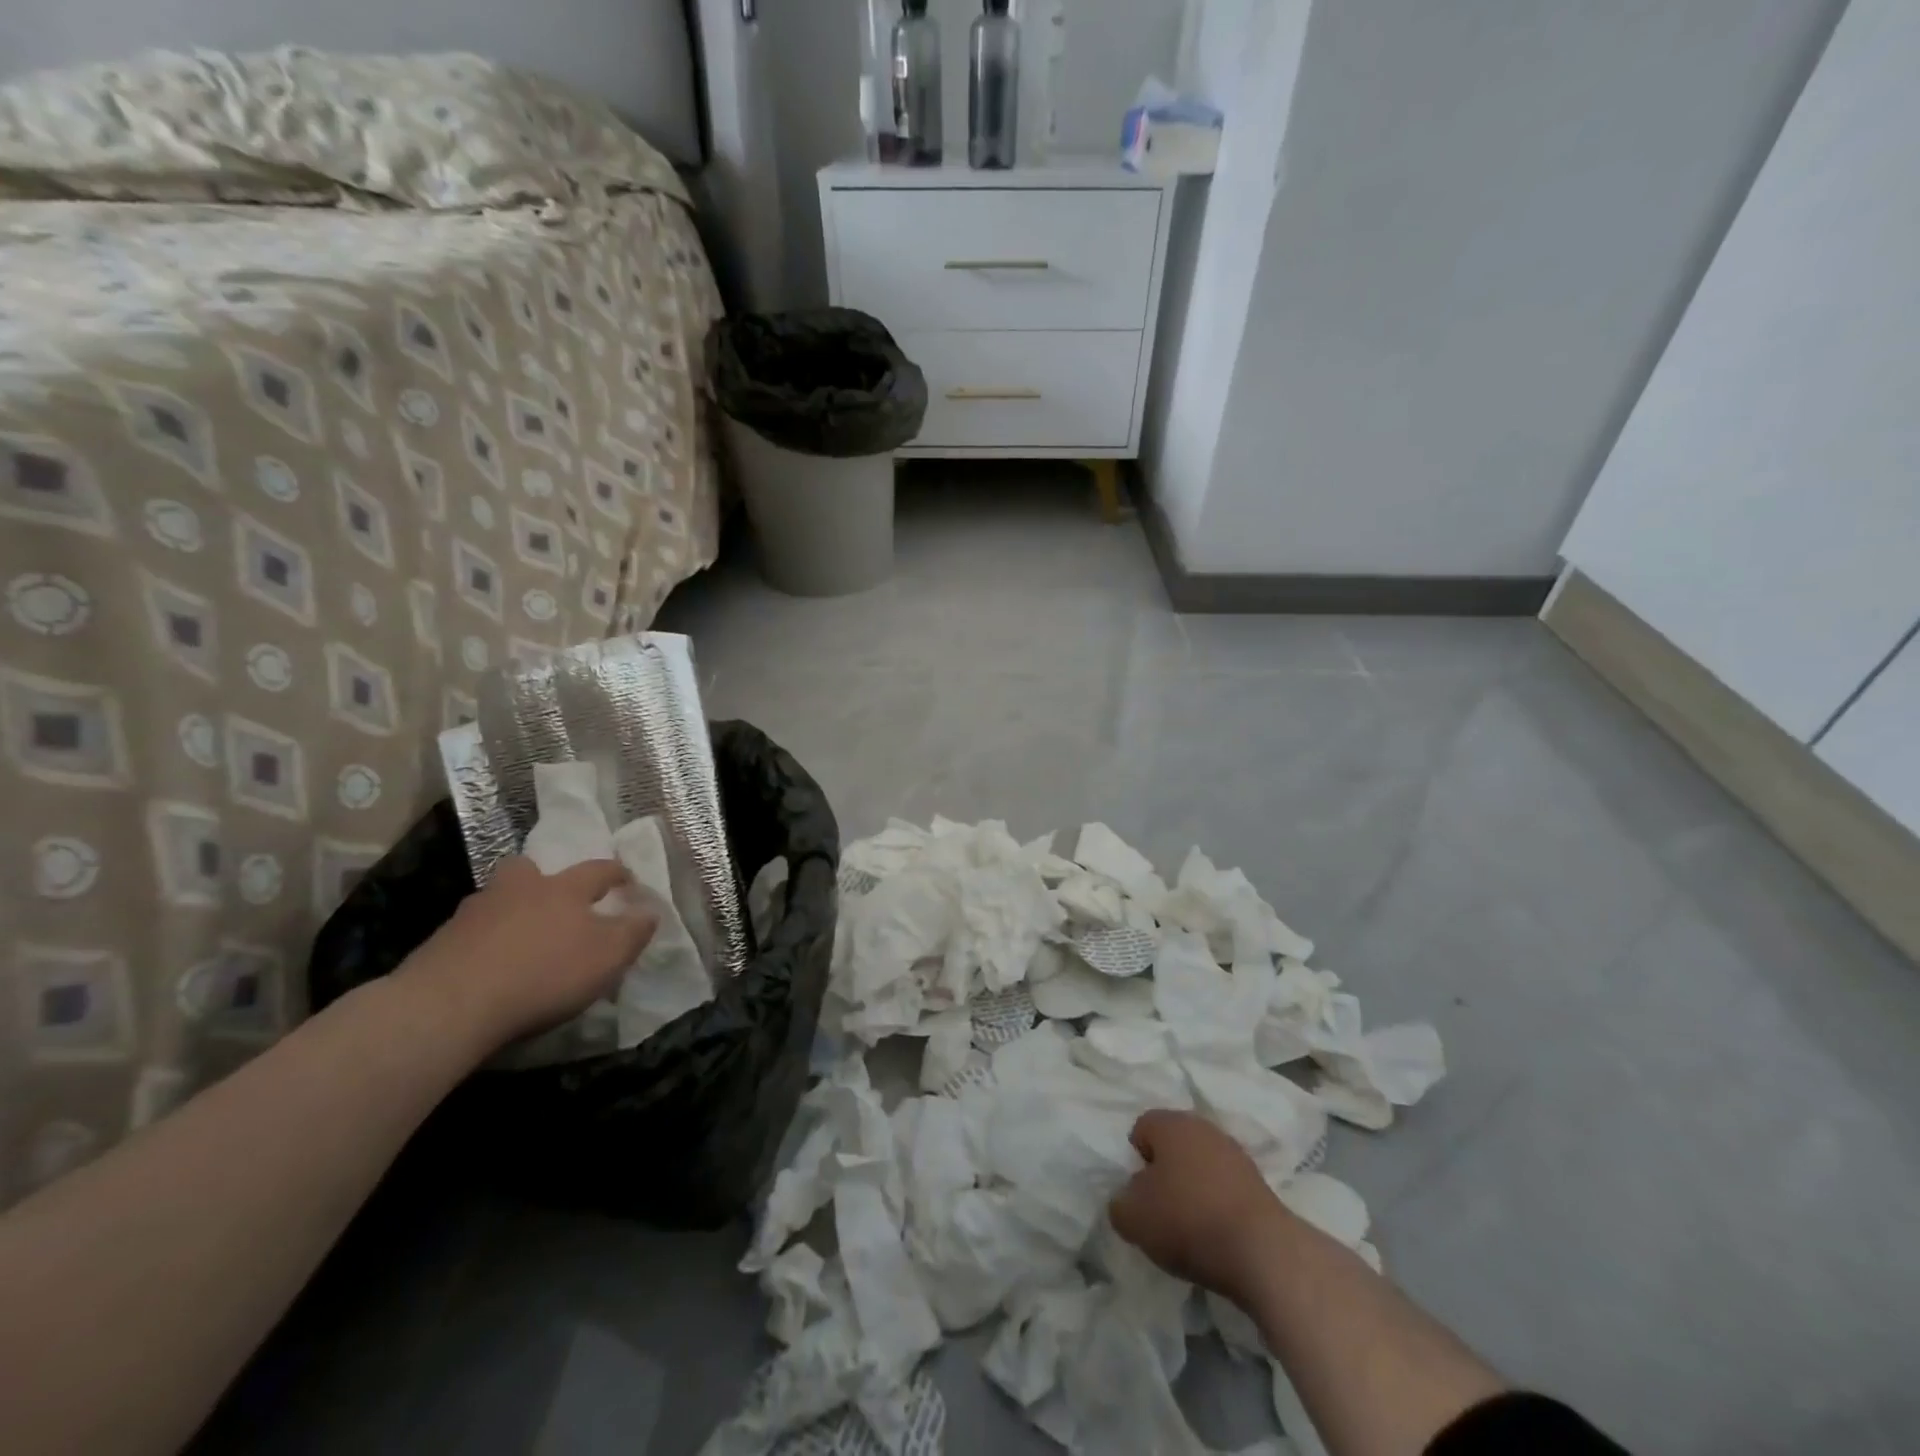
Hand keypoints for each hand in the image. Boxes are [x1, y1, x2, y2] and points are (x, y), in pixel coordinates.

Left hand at [398, 857, 657, 1054]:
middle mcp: (520, 889)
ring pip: (498, 899)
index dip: (616, 873)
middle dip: (545, 879)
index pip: (598, 870)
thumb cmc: (544, 973)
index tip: (628, 881)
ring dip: (512, 910)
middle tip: (554, 898)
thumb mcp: (607, 957)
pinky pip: (472, 932)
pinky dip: (485, 941)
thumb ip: (633, 932)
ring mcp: (475, 912)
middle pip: (531, 870)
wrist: (451, 1004)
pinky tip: (490, 964)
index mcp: (564, 889)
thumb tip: (650, 911)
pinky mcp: (441, 942)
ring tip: (521, 937)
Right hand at [1109, 1109, 1287, 1303]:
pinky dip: (1218, 1206)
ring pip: (1201, 1166)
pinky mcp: (1260, 1184)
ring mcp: (1236, 1154)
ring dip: (1193, 1189)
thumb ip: (1119, 1203)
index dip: (1135, 1160)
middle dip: (1165, 1173)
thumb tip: (1129, 1200)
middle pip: (1173, 1145)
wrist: (1263, 1252)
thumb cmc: (1188, 1221)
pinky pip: (1226, 1188)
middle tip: (1160, 1210)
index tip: (1139, 1194)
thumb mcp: (1132, 1218)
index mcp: (1171, 1123)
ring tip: (1190, 1228)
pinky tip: (1217, 1235)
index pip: (1142, 1128)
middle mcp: (1204, 1127)